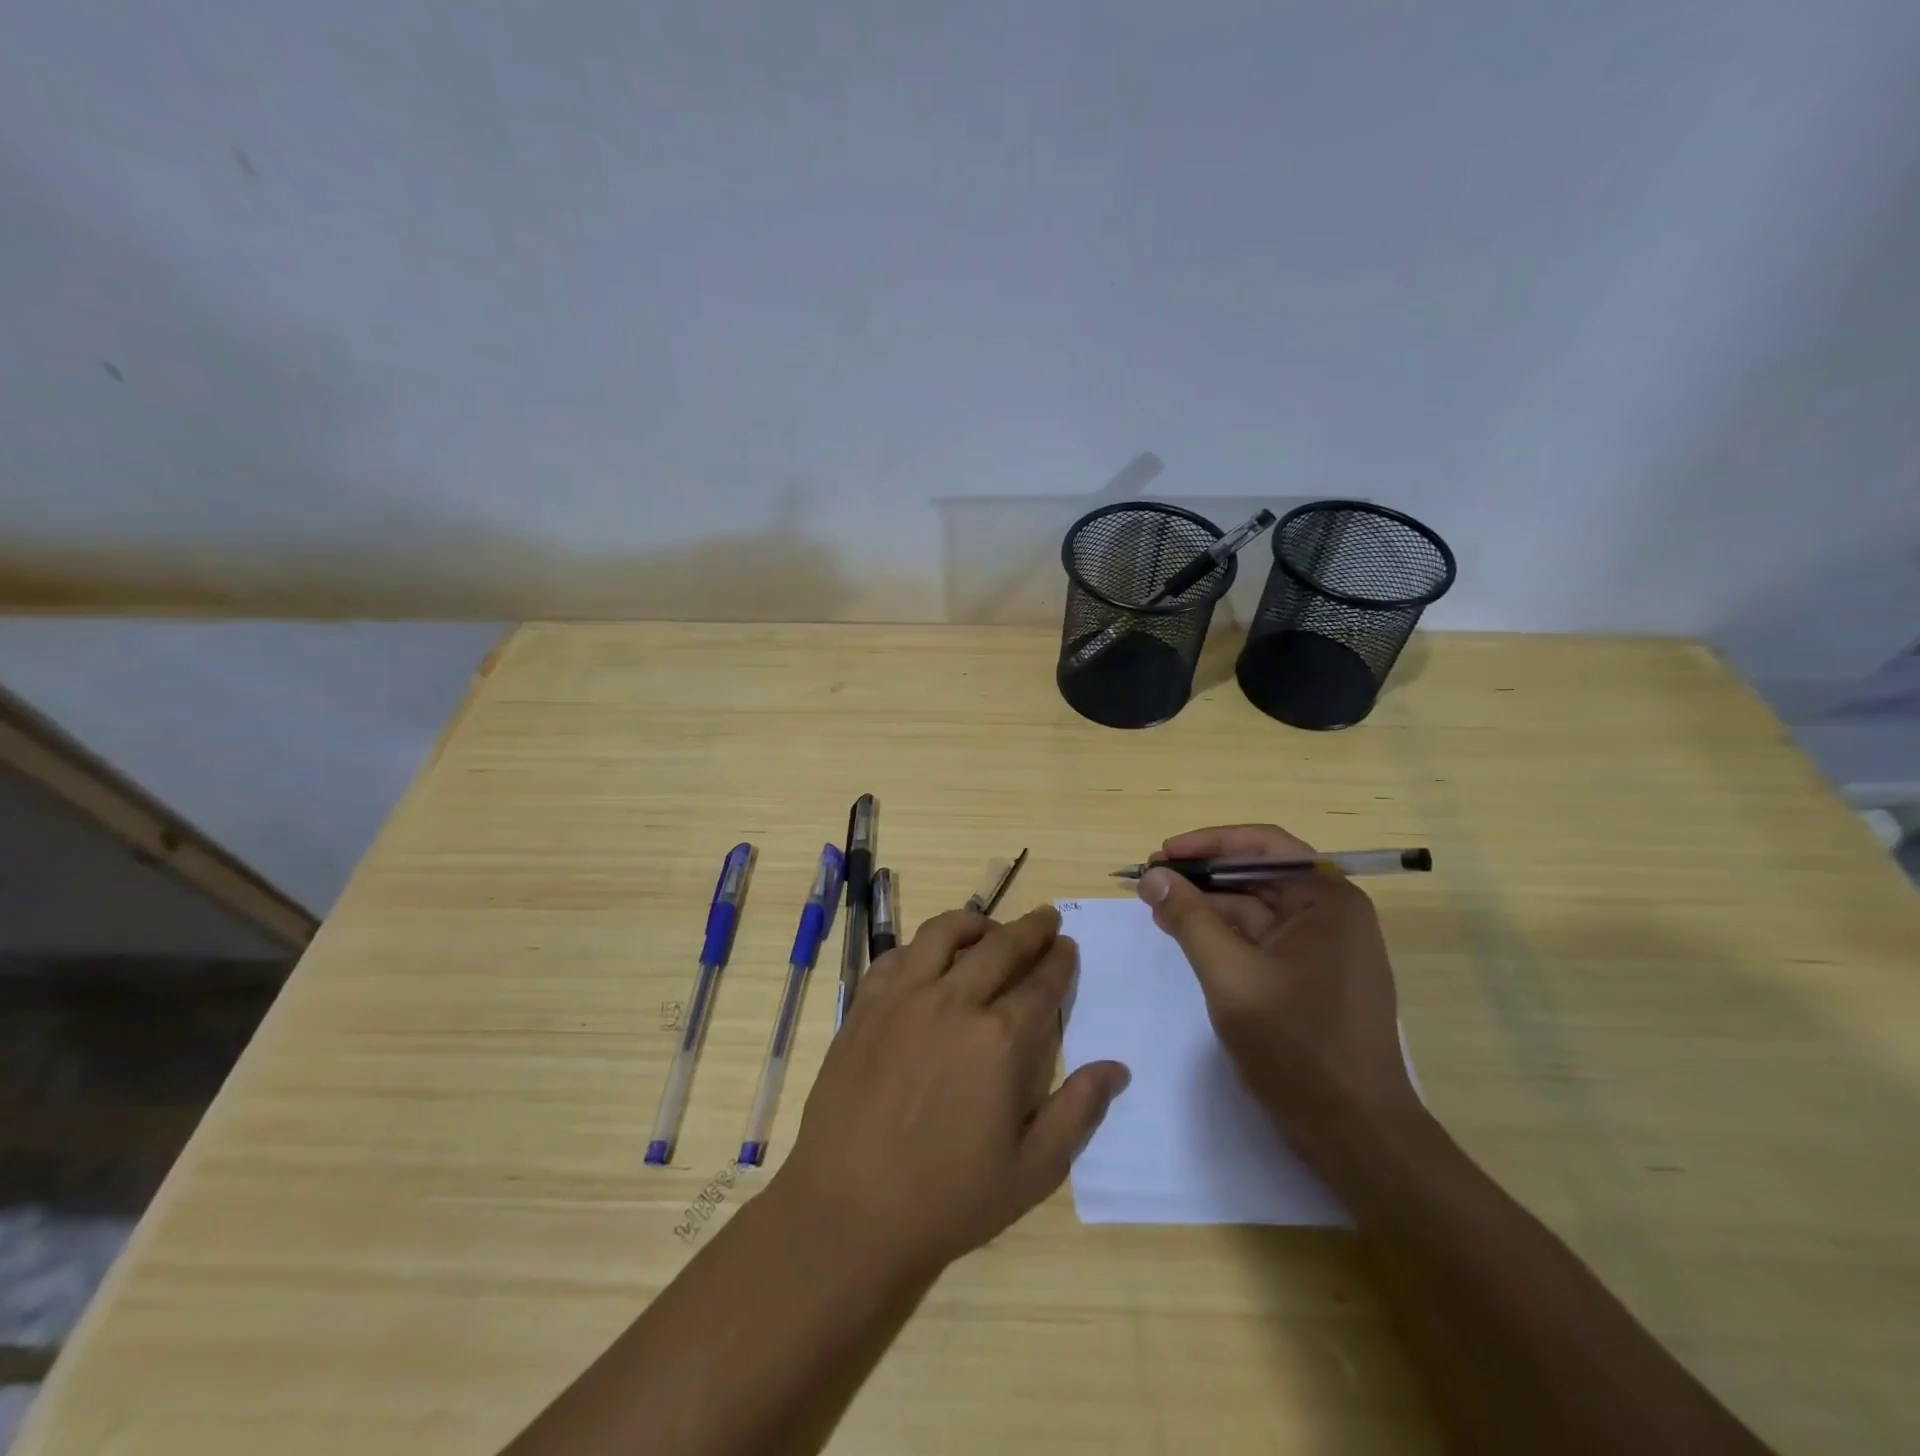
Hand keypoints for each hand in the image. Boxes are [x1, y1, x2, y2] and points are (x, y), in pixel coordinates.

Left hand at [773, 906, 1129, 1279]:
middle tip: (1046, 919)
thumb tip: (1116, 1068)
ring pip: (944, 933)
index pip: (1042, 983)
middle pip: (1001, 946)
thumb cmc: (947, 1198)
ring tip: (989, 928)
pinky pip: (896, 954)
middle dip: (1031, 929)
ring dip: (976, 923)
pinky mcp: (865, 1004)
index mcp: (1000, 1040)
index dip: (1059, 961)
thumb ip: (1077, 1112)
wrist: (848, 1210)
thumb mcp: (1031, 1172)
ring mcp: (904, 997)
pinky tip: (928, 957)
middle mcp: (954, 1002)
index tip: (1068, 946)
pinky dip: (921, 946)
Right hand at [1136, 824, 1418, 1150]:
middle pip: (1257, 874)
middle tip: (1150, 882)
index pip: (1262, 845)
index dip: (1207, 843)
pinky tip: (1187, 938)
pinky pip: (1261, 939)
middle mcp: (1331, 913)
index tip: (1161, 854)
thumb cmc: (1297, 1048)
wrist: (1355, 1134)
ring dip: (1207, 906)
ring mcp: (1324, 947)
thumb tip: (1153, 875)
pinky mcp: (1311, 976)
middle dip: (1202, 876)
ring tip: (1158, 910)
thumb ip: (1189, 919)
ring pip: (1255, 908)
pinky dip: (1223, 934)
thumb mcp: (1231, 977)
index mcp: (1327, 900)